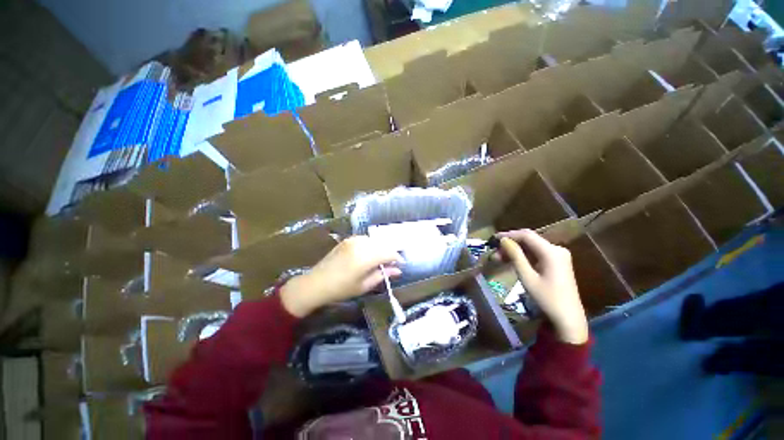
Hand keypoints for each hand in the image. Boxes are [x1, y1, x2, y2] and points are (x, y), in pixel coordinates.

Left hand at [280, 236, 402, 317]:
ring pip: (374, 240)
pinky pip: (365, 239)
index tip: (401, 264)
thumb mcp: (364, 285)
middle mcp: (361, 245)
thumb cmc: (341, 289)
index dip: (397, 258)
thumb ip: (382, 275)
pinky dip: (371, 245)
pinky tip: (369, 253)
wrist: (316, 283)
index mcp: (365, 257)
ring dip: (381, 248)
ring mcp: (353, 240)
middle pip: (383, 245)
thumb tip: (398, 270)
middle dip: (390, 253)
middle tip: (392, 263)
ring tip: (381, 259)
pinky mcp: (347, 240)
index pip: (389, 253)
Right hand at [495, 229, 587, 344]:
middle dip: (510, 243)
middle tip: (494, 252)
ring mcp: (559, 256)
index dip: (508, 235)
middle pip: (529, 240)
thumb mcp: (527, 276)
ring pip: (532, 247)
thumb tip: (503, 240)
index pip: (526, 235)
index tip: (493, 239)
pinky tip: (512, 261)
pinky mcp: (557, 263)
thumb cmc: (546, 298)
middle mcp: (557, 249)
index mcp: (551, 252)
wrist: (568, 319)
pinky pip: (537, 253)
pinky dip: (524, 255)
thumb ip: (515, 256)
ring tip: (499, 258)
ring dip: (515, 250)